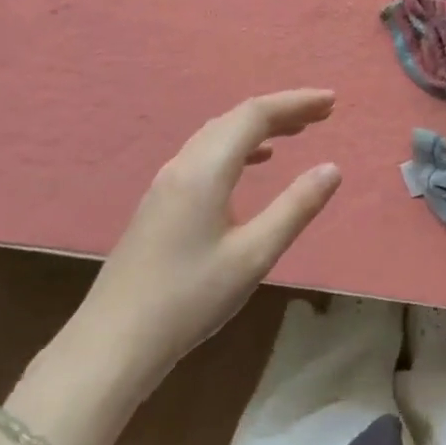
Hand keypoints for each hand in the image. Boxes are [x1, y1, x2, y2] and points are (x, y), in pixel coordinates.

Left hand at [80, 90, 341, 373]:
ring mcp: (166, 184)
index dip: (295, 103)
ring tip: (296, 131)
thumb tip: (332, 168)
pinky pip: (206, 155)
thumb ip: (295, 207)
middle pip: (235, 119)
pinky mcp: (161, 204)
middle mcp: (182, 166)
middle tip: (323, 113)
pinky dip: (238, 148)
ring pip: (218, 136)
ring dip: (259, 127)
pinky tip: (254, 163)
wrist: (113, 342)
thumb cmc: (190, 298)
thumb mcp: (254, 255)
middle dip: (281, 111)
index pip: (254, 115)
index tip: (332, 101)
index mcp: (205, 171)